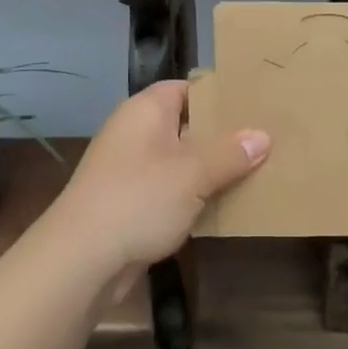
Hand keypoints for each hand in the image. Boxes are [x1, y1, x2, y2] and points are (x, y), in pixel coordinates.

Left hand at [45, 81, 268, 285]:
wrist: (80, 260)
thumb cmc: (138, 200)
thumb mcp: (192, 174)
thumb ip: (230, 154)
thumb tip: (263, 136)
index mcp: (146, 110)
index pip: (187, 88)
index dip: (220, 95)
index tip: (256, 105)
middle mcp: (136, 132)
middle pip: (187, 125)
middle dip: (222, 136)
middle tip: (266, 140)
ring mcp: (130, 169)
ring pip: (181, 161)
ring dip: (211, 170)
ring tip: (257, 172)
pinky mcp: (130, 203)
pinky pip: (171, 190)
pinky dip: (194, 196)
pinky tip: (225, 206)